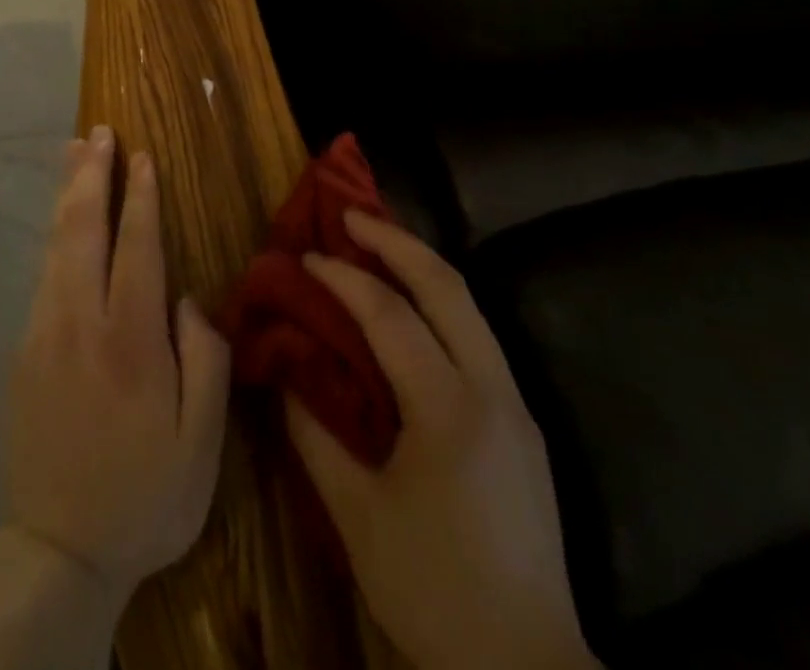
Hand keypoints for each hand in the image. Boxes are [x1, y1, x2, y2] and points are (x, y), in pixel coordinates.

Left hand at [3, 125, 231, 605]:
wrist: (58, 551)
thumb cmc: (145, 496)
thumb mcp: (203, 444)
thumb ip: (205, 360)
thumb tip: (187, 300)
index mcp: (131, 341)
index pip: (136, 246)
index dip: (140, 196)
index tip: (142, 156)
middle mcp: (81, 322)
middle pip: (83, 229)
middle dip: (92, 173)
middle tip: (99, 131)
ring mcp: (44, 332)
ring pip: (55, 244)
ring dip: (68, 192)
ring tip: (75, 151)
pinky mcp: (23, 350)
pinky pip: (44, 273)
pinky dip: (56, 233)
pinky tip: (64, 220)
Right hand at [286, 211, 597, 669]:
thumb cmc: (434, 592)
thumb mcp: (358, 518)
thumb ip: (315, 435)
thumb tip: (286, 373)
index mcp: (450, 412)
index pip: (390, 316)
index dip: (344, 278)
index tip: (307, 256)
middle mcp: (493, 392)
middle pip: (448, 287)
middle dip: (397, 241)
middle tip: (351, 216)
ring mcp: (516, 406)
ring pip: (471, 306)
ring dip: (421, 266)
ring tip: (377, 246)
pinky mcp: (523, 423)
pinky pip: (477, 337)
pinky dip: (439, 304)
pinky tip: (410, 310)